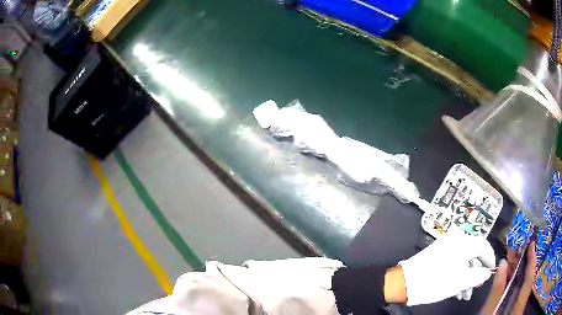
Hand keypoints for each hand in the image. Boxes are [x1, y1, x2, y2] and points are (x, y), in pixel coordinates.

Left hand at [398, 233, 494, 305]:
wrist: (404, 283)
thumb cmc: (435, 282)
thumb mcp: (460, 281)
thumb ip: (477, 275)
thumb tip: (486, 272)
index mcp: (463, 242)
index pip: (484, 246)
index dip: (489, 259)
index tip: (491, 271)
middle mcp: (456, 240)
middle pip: (473, 254)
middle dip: (476, 272)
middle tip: (476, 287)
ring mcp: (445, 246)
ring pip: (464, 260)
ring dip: (467, 277)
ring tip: (465, 294)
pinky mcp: (438, 253)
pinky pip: (454, 261)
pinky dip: (458, 274)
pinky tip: (457, 289)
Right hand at [480, 242, 536, 314]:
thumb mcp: (488, 313)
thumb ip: (496, 291)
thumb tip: (502, 264)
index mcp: (518, 306)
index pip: (529, 279)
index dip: (531, 260)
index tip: (531, 243)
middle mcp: (522, 304)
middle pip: (526, 281)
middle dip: (522, 264)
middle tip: (514, 252)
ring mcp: (520, 307)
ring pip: (523, 286)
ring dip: (518, 273)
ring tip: (511, 261)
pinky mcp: (517, 309)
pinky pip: (520, 292)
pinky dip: (517, 282)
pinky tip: (511, 277)